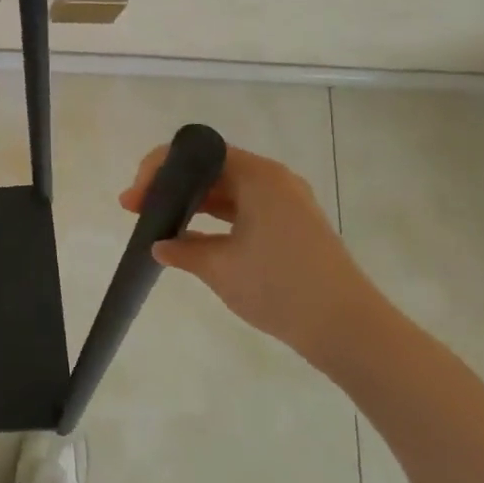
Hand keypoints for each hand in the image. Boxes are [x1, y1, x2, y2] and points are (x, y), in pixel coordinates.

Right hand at [120, 142, 385, 364]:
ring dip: (191, 203)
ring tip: (158, 223)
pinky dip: (215, 219)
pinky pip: (243, 209)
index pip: (196, 153)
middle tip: (137, 209)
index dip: (159, 170)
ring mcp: (286, 203)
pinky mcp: (292, 226)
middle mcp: (273, 180)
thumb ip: (182, 251)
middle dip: (170, 186)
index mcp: (258, 176)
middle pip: (210, 168)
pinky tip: (191, 239)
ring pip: (226, 190)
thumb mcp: (220, 268)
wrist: (348, 329)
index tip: (135, 199)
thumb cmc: (280, 287)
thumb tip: (160, 246)